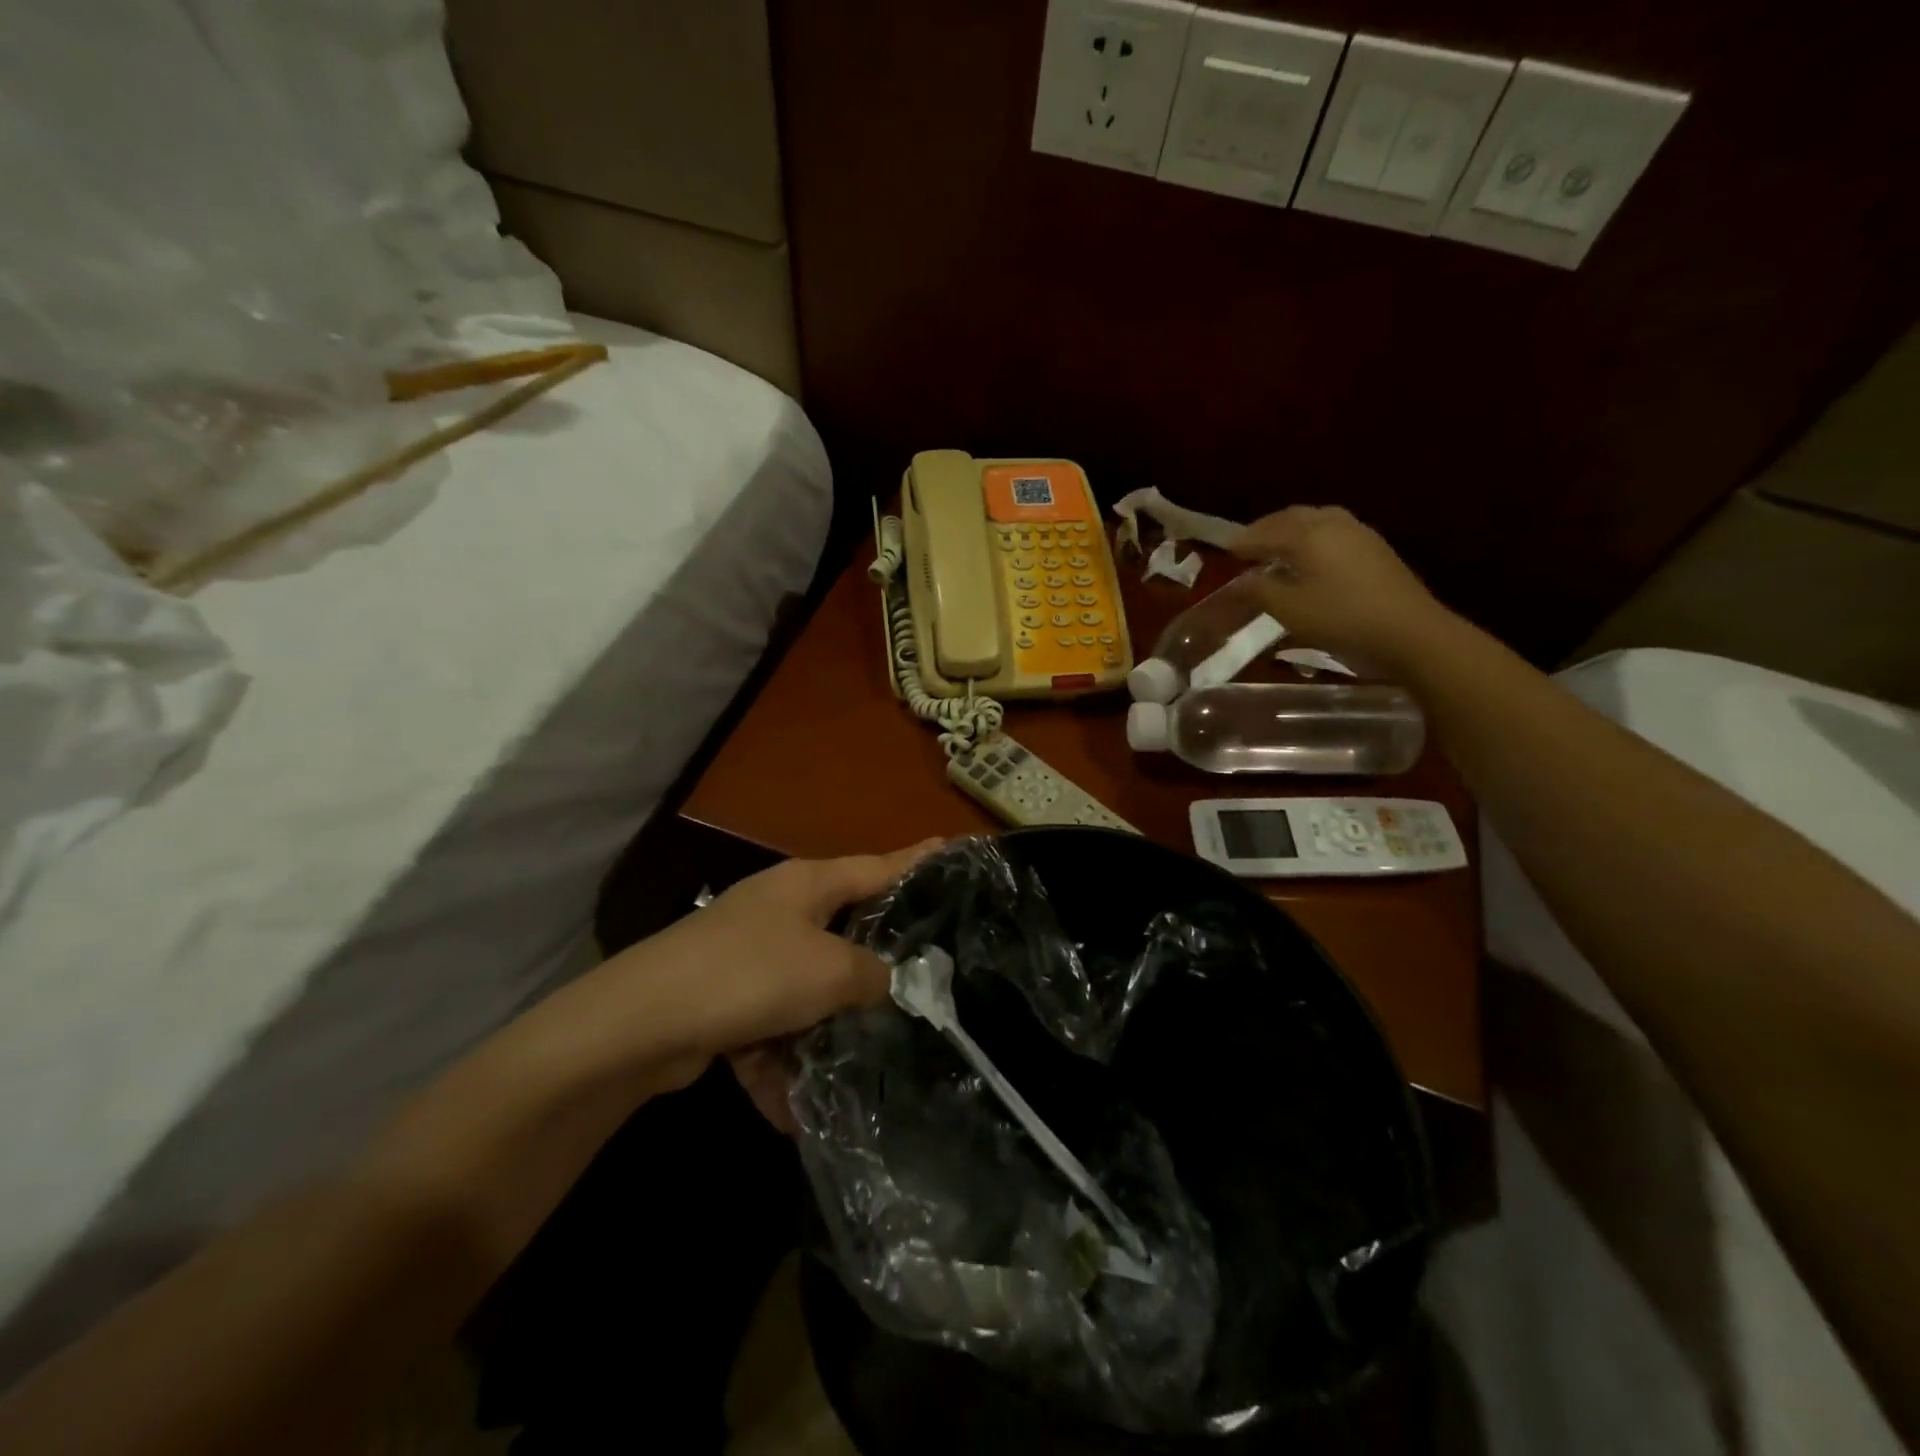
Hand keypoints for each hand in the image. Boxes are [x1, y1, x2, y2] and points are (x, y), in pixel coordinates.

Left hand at [631, 840, 943, 1059]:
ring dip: (824, 1032)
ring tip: (862, 1068)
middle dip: (875, 962)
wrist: (641, 1023)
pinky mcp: (724, 1001)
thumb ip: (873, 975)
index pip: (878, 866)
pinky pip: (768, 1031)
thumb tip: (889, 984)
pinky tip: (791, 1112)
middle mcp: (780, 911)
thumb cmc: (750, 974)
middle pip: (844, 930)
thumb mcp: (829, 970)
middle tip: (924, 980)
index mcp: (808, 885)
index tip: (953, 849)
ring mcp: (749, 956)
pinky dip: (779, 1065)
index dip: (918, 861)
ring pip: (807, 990)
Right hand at [1231, 506, 1447, 671]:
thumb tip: (1238, 581)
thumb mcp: (1289, 609)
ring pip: (1315, 520)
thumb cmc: (1341, 618)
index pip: (1264, 532)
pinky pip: (1333, 531)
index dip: (1242, 542)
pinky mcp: (1375, 548)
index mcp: (1307, 534)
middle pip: (1291, 517)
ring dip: (1290, 530)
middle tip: (1247, 546)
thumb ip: (1258, 590)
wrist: (1410, 632)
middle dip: (1266, 529)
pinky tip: (1310, 558)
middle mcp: (1332, 523)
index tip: (1224, 552)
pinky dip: (1311, 537)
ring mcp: (1358, 533)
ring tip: (1276, 549)